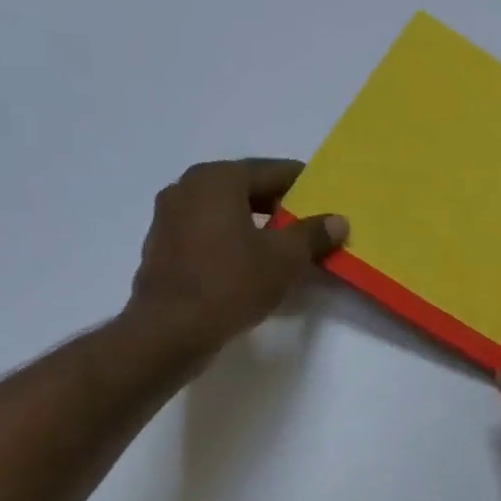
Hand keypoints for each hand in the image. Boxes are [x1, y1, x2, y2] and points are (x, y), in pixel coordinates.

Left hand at [124, 158, 345, 355]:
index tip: (324, 197)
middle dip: (278, 205)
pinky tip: (249, 265)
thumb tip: (338, 220)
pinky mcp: (162, 248)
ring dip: (253, 225)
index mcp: (217, 179)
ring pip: (223, 212)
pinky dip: (231, 242)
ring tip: (282, 248)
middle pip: (244, 188)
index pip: (271, 171)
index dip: (302, 183)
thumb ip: (313, 234)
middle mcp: (187, 188)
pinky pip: (207, 234)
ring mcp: (169, 218)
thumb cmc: (231, 283)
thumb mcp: (285, 259)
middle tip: (308, 224)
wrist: (170, 330)